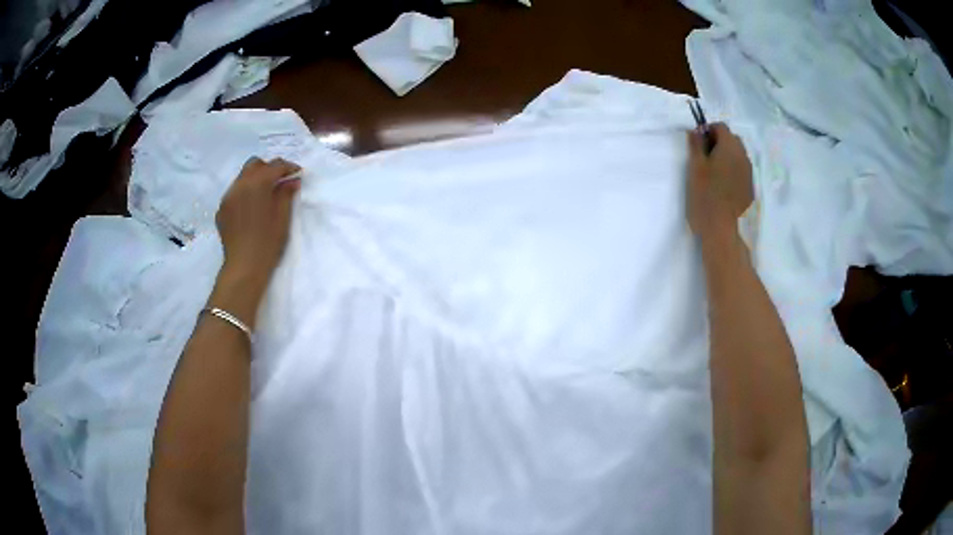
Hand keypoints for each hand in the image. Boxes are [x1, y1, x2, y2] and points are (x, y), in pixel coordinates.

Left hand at [216, 157, 300, 297]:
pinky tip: (251, 210)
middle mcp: (240, 184)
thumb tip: (292, 180)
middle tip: (279, 181)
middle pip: (255, 164)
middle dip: (268, 169)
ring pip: (242, 177)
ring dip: (255, 180)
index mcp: (258, 183)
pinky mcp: (221, 210)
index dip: (288, 167)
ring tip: (264, 195)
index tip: (297, 174)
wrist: (244, 266)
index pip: (275, 165)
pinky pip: (234, 193)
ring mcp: (228, 197)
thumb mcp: (283, 217)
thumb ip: (286, 194)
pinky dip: (244, 194)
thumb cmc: (268, 242)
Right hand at [686, 123, 753, 236]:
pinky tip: (722, 187)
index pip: (721, 127)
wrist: (721, 229)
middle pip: (732, 140)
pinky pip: (741, 172)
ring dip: (727, 158)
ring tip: (714, 174)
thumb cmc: (705, 195)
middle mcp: (743, 157)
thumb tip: (696, 131)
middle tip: (705, 158)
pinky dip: (732, 173)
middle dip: (719, 143)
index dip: (708, 131)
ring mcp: (749, 174)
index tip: (697, 144)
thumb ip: (696, 145)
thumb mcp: (695, 167)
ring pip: (738, 156)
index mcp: (730, 147)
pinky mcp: (750, 189)